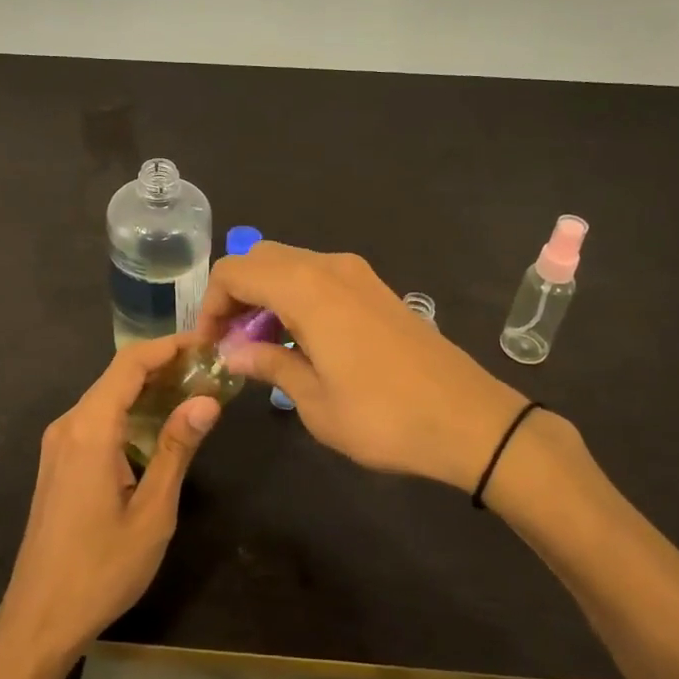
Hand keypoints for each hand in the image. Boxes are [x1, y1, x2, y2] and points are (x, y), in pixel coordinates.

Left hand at [0, 335, 219, 669]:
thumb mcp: (152, 513)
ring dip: (146, 390)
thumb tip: (207, 400)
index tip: (205, 344)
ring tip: (192, 392)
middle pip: (117, 376)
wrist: (39, 619)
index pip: (130, 364)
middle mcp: (68, 425)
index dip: (168, 347)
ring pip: (106, 398)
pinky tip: (157, 427)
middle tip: (208, 370)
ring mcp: (58, 444)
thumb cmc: (101, 569)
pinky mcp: (58, 462)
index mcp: (89, 430)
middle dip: (162, 366)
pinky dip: (128, 412)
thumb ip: (177, 449)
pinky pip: (96, 420)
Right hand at [197, 243, 527, 492]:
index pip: (235, 272)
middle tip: (230, 342)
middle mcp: (329, 267)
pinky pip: (318, 276)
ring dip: (265, 294)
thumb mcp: (314, 401)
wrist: (469, 419)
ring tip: (260, 344)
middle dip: (235, 294)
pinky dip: (294, 295)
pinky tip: (300, 339)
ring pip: (290, 263)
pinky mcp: (375, 288)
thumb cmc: (383, 416)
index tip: (209, 345)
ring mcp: (357, 274)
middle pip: (260, 258)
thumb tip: (233, 352)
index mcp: (306, 288)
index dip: (211, 304)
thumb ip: (269, 364)